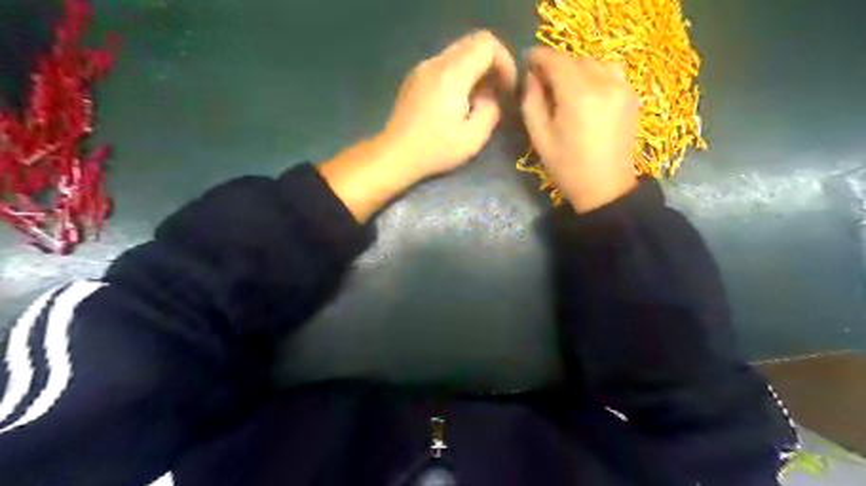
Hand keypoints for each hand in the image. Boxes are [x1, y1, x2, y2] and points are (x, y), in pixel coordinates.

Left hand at [380, 29, 515, 177]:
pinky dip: (459, 75)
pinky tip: (457, 103)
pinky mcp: (415, 77)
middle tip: (496, 93)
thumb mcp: (473, 138)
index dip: (505, 62)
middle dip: (492, 65)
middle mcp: (436, 63)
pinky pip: (445, 64)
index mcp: (452, 74)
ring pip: (459, 52)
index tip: (506, 89)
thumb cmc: (434, 150)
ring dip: (475, 70)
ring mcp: (422, 68)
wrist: (395, 155)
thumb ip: (491, 111)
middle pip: (473, 43)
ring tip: (476, 101)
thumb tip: (490, 96)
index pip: (487, 44)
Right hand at [520, 48, 634, 211]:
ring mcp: (622, 88)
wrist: (605, 188)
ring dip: (576, 69)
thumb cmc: (567, 167)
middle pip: (575, 59)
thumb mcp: (539, 137)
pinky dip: (594, 75)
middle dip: (556, 66)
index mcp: (578, 96)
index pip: (556, 60)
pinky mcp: (631, 95)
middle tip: (542, 82)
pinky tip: (586, 93)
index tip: (527, 61)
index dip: (539, 56)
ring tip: (565, 88)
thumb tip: (532, 77)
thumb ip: (531, 102)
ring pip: (594, 62)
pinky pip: (610, 72)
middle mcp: (604, 83)